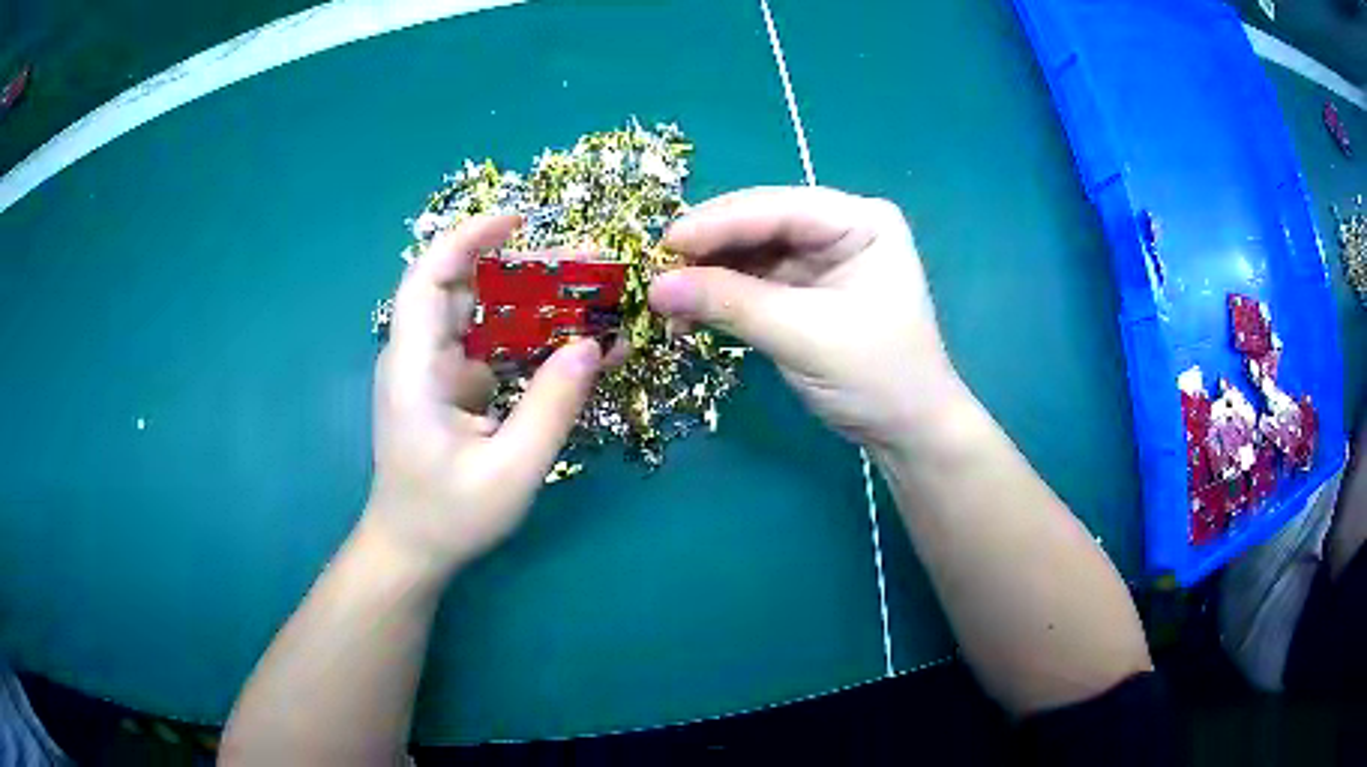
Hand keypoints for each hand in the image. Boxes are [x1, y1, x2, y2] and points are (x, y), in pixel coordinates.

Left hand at [363, 215, 605, 576]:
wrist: (412, 550)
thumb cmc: (449, 517)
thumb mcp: (511, 471)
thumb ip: (552, 406)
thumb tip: (592, 344)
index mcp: (415, 370)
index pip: (428, 279)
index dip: (467, 240)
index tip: (518, 220)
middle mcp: (419, 358)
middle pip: (466, 289)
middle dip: (525, 269)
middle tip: (588, 264)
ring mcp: (435, 372)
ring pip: (484, 315)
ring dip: (536, 303)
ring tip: (594, 297)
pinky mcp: (451, 387)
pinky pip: (494, 348)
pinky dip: (532, 341)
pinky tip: (577, 345)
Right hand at [649, 186, 963, 451]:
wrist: (906, 432)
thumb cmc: (877, 377)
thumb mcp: (805, 335)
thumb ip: (731, 303)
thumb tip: (655, 286)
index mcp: (861, 221)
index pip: (780, 208)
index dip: (718, 222)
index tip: (664, 244)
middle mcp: (839, 228)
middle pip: (759, 224)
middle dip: (707, 249)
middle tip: (653, 270)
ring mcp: (819, 258)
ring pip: (749, 252)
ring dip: (706, 275)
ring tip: (663, 298)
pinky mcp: (802, 289)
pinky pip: (751, 282)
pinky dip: (718, 296)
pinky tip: (686, 313)